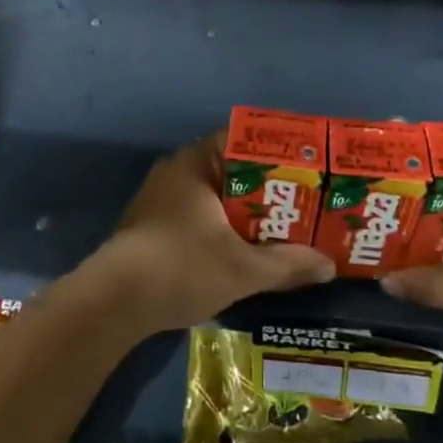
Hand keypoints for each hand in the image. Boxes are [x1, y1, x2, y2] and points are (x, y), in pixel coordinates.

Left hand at [81, 134, 334, 332]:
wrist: (113, 302)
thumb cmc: (181, 267)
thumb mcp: (242, 269)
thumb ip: (287, 264)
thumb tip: (328, 265)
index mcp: (195, 163)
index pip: (241, 140)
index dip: (275, 153)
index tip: (304, 169)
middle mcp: (176, 171)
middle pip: (231, 170)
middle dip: (266, 187)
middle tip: (302, 202)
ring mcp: (160, 198)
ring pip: (214, 195)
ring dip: (244, 210)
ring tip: (281, 227)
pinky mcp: (152, 225)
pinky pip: (198, 214)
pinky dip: (222, 226)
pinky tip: (243, 248)